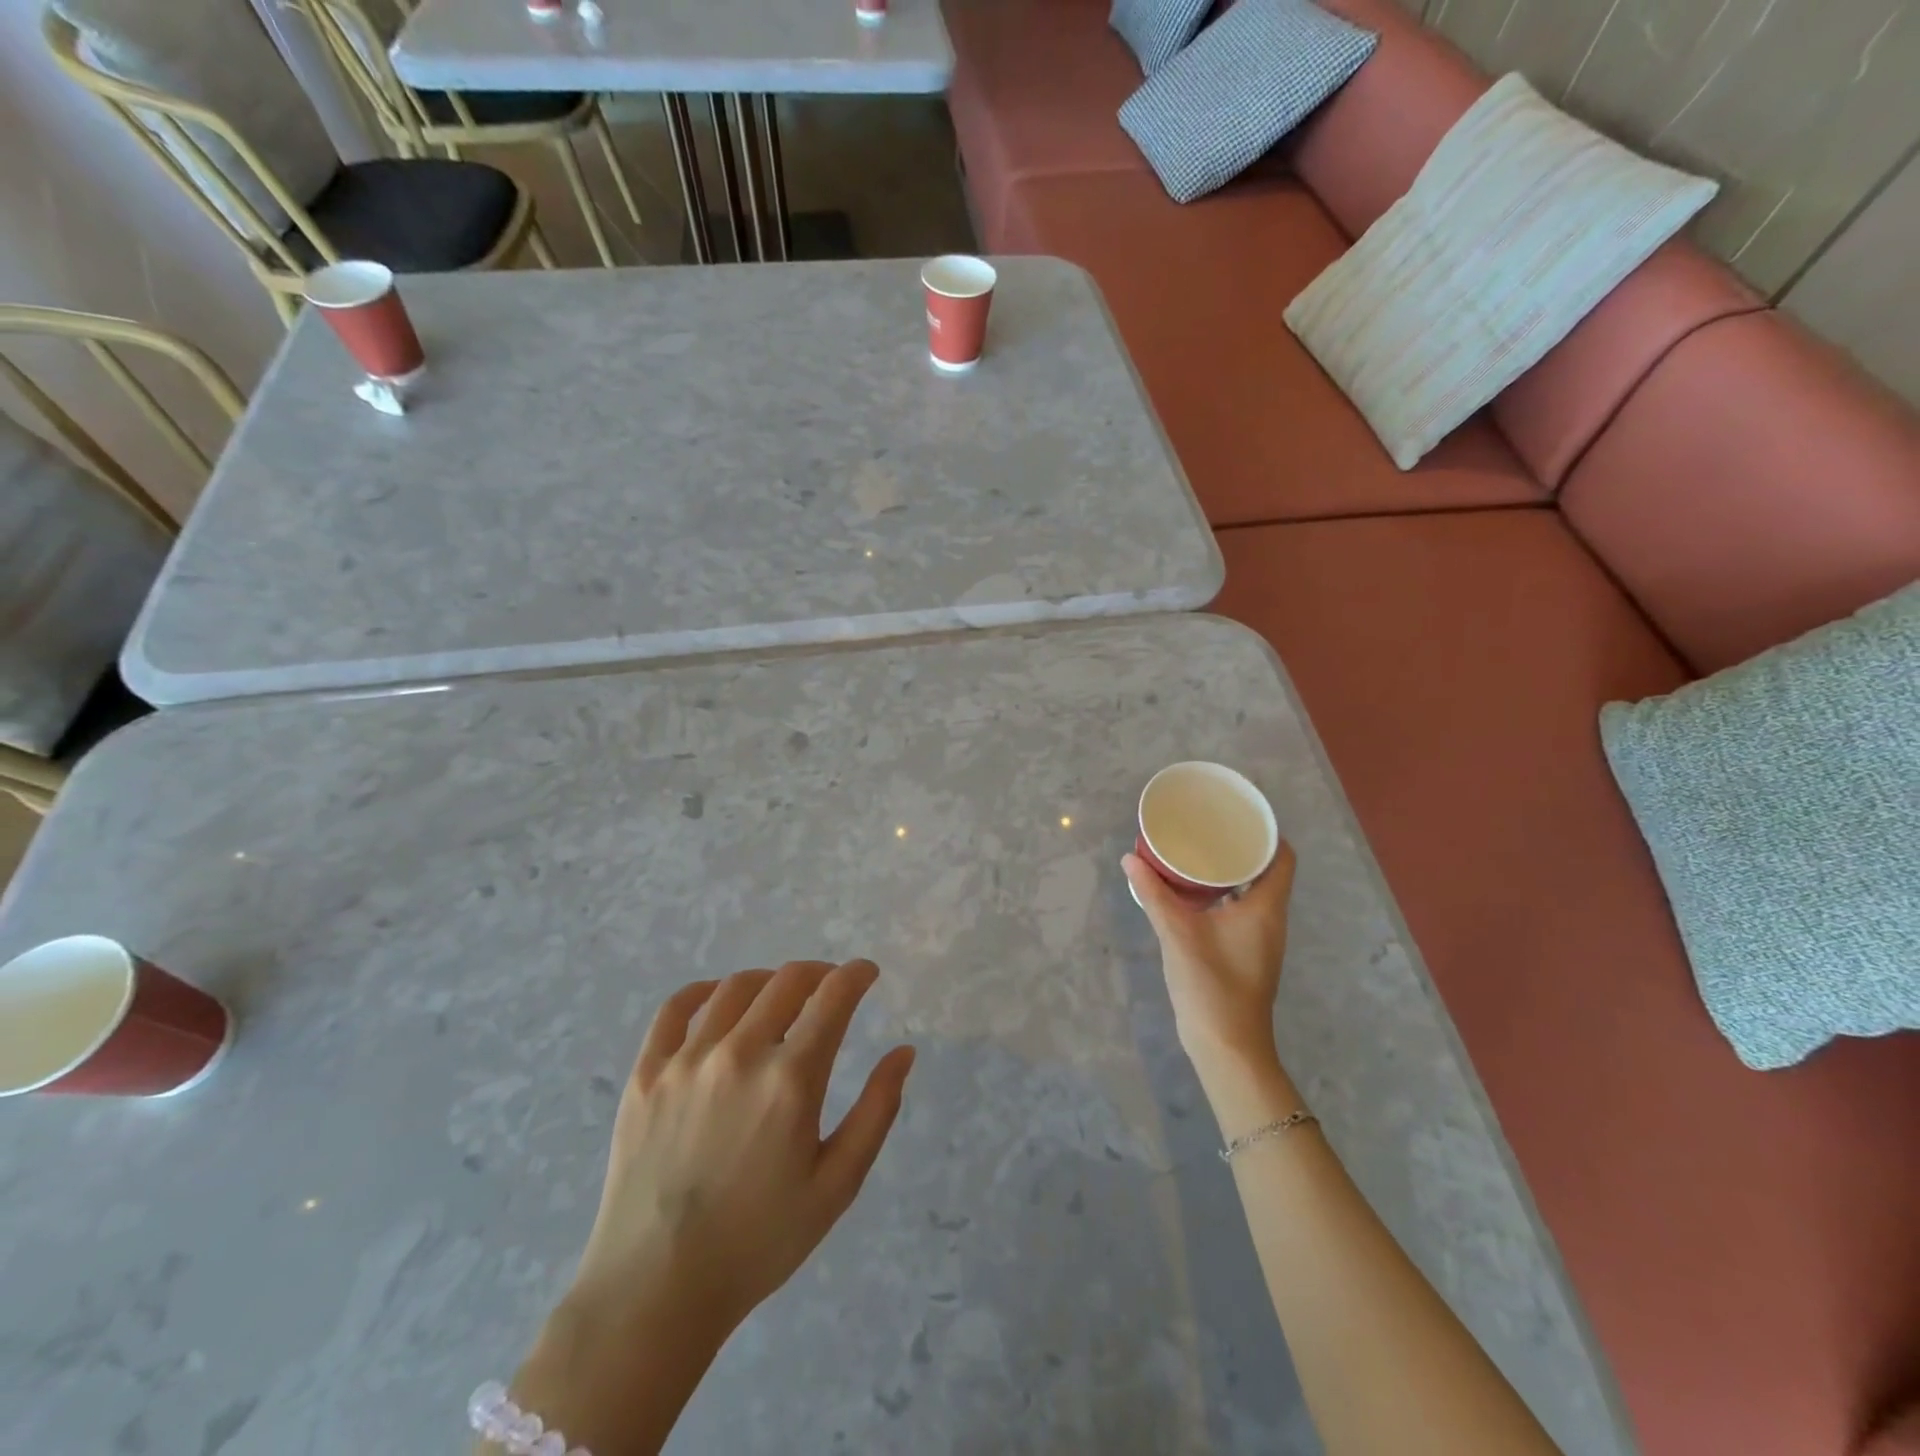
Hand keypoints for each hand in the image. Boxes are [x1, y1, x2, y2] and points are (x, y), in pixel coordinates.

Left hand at [571, 959, 915, 1342]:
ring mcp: (686, 1061)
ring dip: (769, 980)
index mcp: (790, 1080)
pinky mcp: (645, 1075)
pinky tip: (717, 999)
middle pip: (787, 982)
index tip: (867, 973)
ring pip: (735, 987)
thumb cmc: (758, 1243)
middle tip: (829, 987)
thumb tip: (903, 1052)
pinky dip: (703, 991)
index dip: (856, 975)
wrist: (654, 1293)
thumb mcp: (837, 1185)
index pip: (833, 997)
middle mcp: (739, 1054)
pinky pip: (674, 1010)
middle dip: (819, 973)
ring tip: (780, 995)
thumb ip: (876, 1111)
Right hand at [1123, 845, 1296, 1082]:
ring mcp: (1259, 940)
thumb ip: (1153, 894)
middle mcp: (1270, 920)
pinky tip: (1192, 892)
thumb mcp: (1177, 933)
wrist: (1227, 1047)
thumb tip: (1130, 858)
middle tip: (1209, 827)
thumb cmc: (1211, 984)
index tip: (1238, 814)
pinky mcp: (1246, 955)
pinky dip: (1222, 895)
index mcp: (1266, 908)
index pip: (1283, 858)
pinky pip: (1240, 910)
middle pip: (1267, 871)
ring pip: (1252, 893)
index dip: (1267, 832)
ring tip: (1198, 851)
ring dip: (1230, 872)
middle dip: (1241, 848)